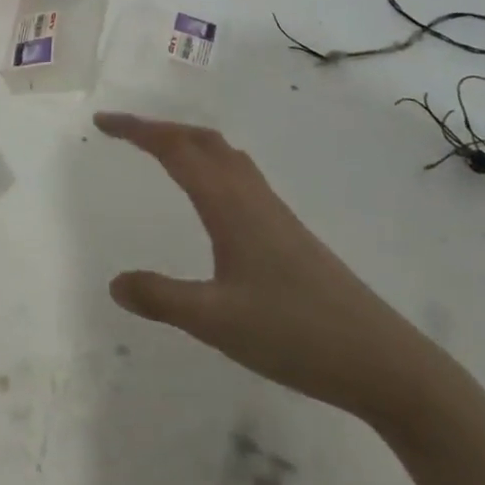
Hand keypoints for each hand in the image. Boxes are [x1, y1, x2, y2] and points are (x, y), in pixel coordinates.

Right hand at [94, 111, 446, 426]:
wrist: (383, 361)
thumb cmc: (295, 334)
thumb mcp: (216, 322)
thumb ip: (162, 299)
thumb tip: (115, 283)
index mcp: (228, 205)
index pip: (174, 149)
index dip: (136, 130)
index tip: (102, 123)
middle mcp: (250, 196)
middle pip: (201, 140)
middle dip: (159, 128)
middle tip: (123, 133)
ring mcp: (274, 212)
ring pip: (224, 154)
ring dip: (187, 141)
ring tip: (159, 151)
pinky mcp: (289, 231)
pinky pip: (239, 174)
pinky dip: (210, 162)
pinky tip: (210, 194)